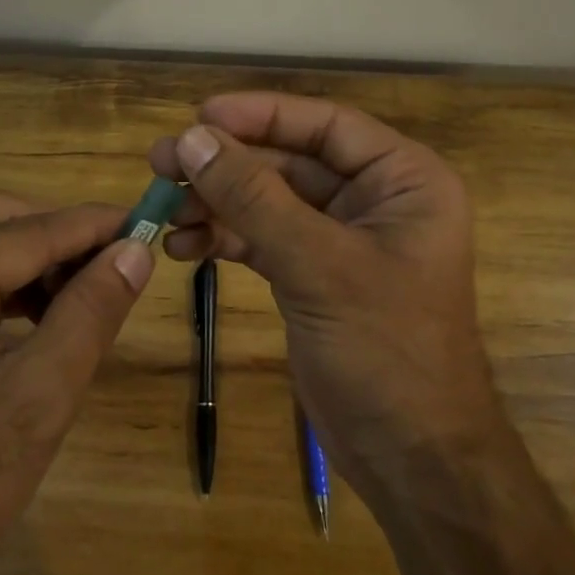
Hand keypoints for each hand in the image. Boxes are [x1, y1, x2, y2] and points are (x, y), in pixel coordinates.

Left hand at [0, 193, 151, 574]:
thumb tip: (136, 250)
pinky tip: (44, 316)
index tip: (152, 223)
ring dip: (37, 260)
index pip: (28, 231)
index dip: (94, 226)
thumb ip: (88, 314)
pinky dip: (7, 284)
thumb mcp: (36, 402)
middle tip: (120, 264)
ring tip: (89, 295)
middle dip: (62, 237)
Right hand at [148, 93, 501, 498]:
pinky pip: (262, 239)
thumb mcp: (318, 265)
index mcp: (403, 180)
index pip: (325, 124)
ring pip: (268, 201)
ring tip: (162, 209)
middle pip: (289, 161)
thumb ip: (253, 198)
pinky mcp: (313, 275)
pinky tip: (183, 247)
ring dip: (216, 203)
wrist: (412, 460)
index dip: (261, 114)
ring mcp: (341, 239)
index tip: (198, 116)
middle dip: (226, 164)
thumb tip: (191, 139)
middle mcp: (374, 200)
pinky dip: (224, 239)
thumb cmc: (387, 350)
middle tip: (161, 162)